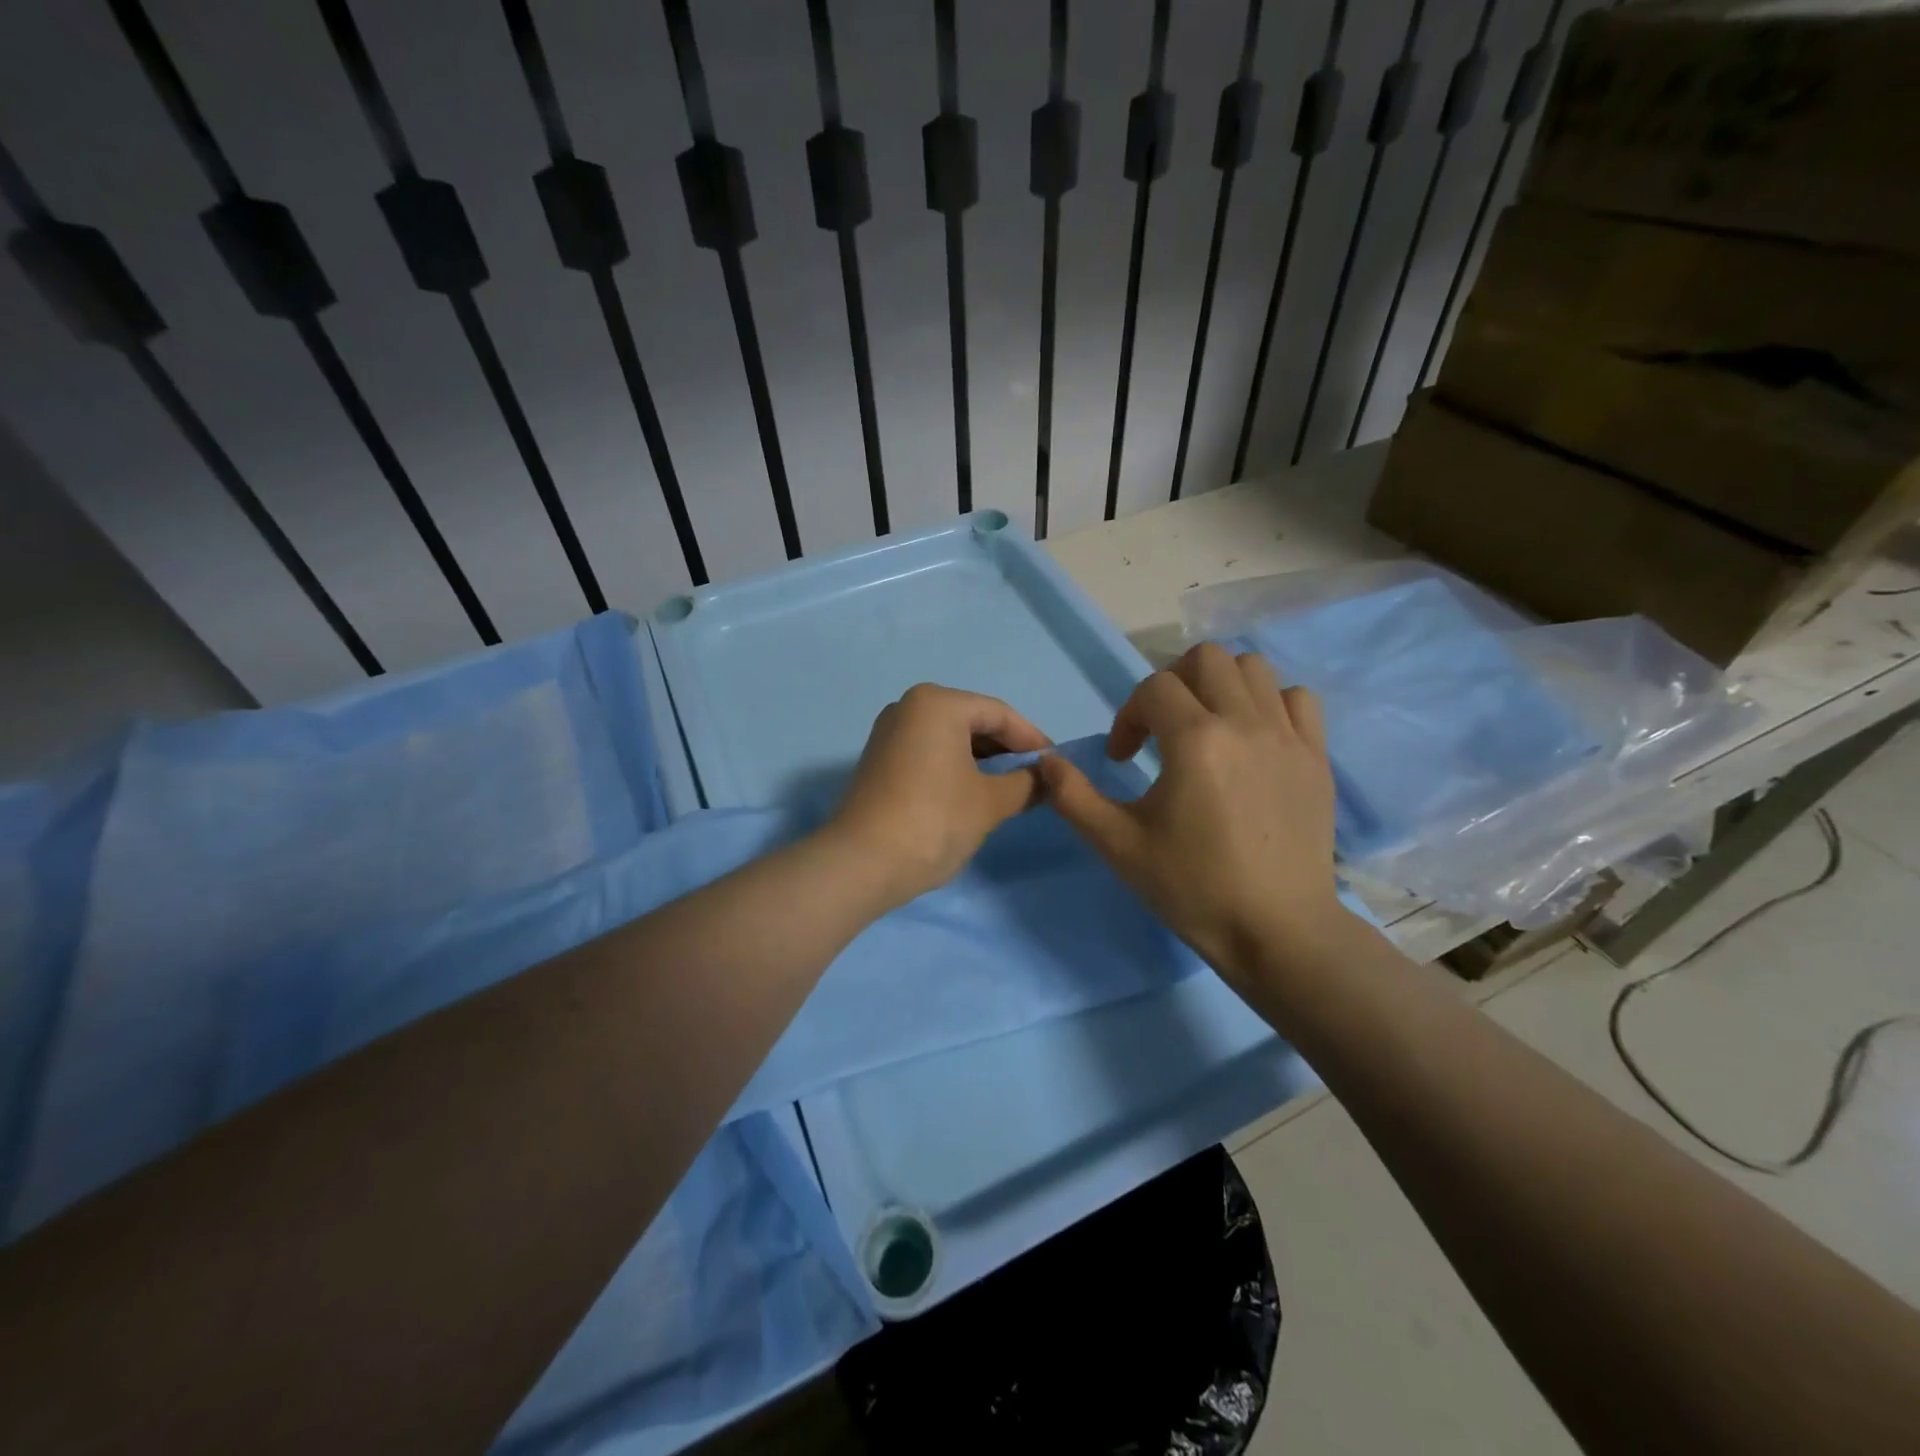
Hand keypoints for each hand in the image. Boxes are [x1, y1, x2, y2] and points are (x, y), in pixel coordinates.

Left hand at [826, 684, 1050, 907]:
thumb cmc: (934, 821)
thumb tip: (1047, 779)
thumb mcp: (990, 803)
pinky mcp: (879, 760)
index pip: (1000, 714)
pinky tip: (973, 794)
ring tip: (1010, 790)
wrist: (861, 863)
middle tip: (1036, 780)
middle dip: (1007, 750)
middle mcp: (909, 707)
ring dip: (982, 761)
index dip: (1033, 740)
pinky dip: (955, 768)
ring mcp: (889, 733)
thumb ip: (1026, 784)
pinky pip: (929, 753)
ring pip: (950, 739)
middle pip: (973, 721)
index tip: (1057, 766)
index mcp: (937, 703)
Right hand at [1037, 643, 1347, 984]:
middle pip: (1205, 658)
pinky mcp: (1316, 757)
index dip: (1128, 716)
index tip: (1123, 760)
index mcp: (1196, 740)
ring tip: (1205, 726)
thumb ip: (1073, 797)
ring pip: (1253, 668)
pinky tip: (1252, 738)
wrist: (1277, 931)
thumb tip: (1045, 760)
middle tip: (1161, 728)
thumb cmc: (1193, 888)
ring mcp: (1288, 737)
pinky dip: (1269, 703)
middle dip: (1172, 682)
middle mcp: (1245, 723)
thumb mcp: (1118, 846)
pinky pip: (1296, 699)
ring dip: (1219, 685)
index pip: (1153, 688)